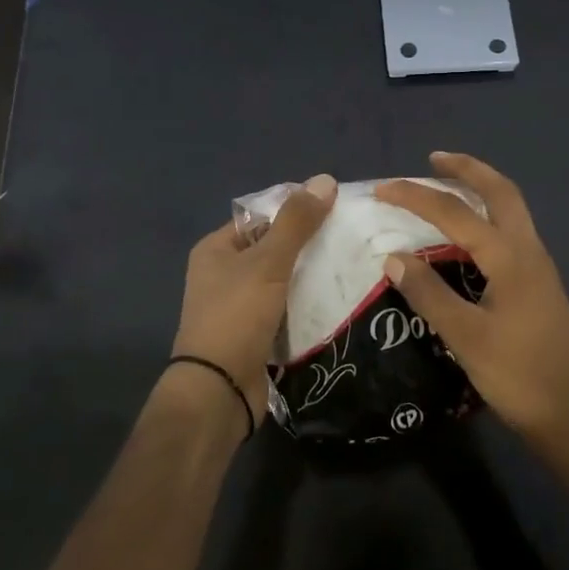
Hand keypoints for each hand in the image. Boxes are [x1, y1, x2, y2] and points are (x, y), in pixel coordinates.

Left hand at [171, 174, 337, 421]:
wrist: (219, 391)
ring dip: (311, 276)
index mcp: (216, 249)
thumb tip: (325, 179)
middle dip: (308, 244)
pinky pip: (286, 308)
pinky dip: (307, 303)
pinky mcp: (256, 333)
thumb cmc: (237, 316)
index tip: (335, 209)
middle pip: (273, 248)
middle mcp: (223, 274)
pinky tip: (338, 298)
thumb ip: (296, 223)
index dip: (294, 211)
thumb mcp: (268, 263)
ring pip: (283, 280)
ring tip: (352, 264)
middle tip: (350, 238)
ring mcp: (239, 306)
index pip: (260, 217)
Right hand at [375, 153, 568, 448]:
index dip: (417, 197)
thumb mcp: (466, 337)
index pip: (456, 213)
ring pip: (511, 210)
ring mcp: (538, 267)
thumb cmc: (519, 376)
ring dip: (481, 190)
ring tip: (447, 187)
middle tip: (433, 159)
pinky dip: (487, 217)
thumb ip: (428, 293)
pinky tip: (468, 236)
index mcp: (511, 257)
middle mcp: (529, 251)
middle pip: (501, 192)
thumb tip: (393, 256)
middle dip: (467, 170)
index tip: (382, 189)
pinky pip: (511, 232)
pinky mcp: (539, 285)